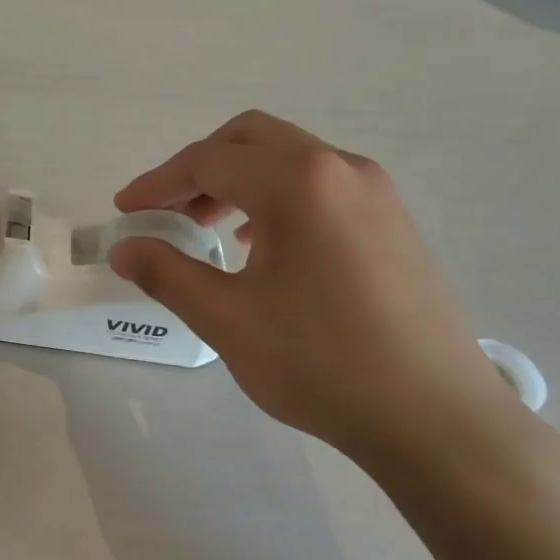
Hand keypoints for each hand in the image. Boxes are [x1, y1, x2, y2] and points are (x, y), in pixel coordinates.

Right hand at [110, 111, 525, 467]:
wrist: (436, 418)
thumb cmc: (322, 363)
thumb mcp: (228, 320)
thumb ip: (167, 274)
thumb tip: (123, 249)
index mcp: (298, 182)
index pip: (208, 161)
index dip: (157, 184)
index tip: (124, 212)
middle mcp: (340, 169)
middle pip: (250, 141)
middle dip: (197, 169)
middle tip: (165, 212)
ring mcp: (375, 193)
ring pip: (287, 160)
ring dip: (237, 182)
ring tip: (206, 229)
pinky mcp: (392, 222)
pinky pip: (319, 186)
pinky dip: (275, 198)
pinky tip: (261, 247)